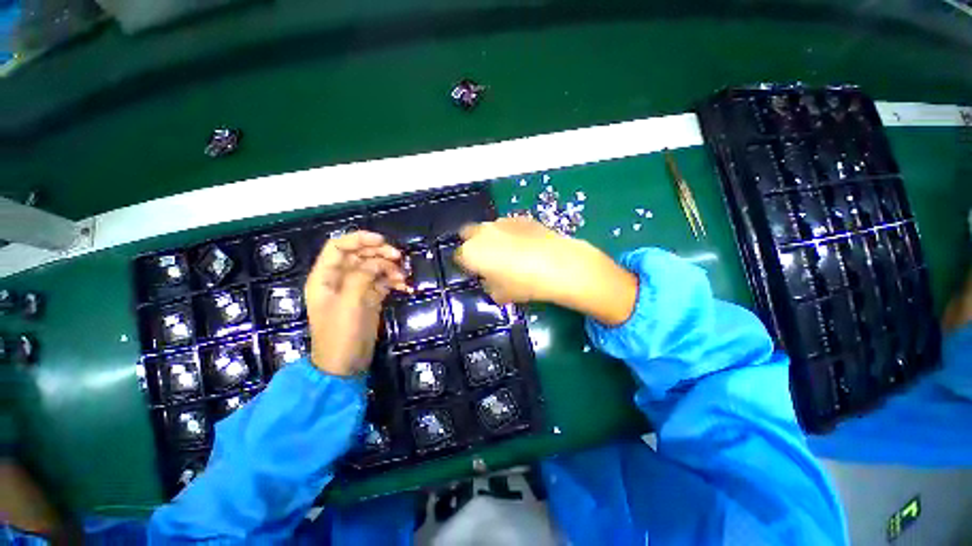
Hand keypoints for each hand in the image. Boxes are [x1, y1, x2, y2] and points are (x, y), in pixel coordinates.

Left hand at [304, 231, 407, 375]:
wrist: (346, 365)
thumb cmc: (340, 334)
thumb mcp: (349, 303)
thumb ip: (362, 276)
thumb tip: (379, 261)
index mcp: (325, 277)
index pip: (338, 247)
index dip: (358, 239)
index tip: (382, 240)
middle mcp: (340, 279)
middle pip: (360, 255)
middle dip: (379, 253)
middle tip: (399, 257)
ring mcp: (356, 289)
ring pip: (374, 267)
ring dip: (390, 268)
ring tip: (403, 277)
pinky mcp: (370, 298)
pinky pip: (383, 282)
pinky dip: (394, 281)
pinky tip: (405, 287)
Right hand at [454, 217, 637, 324]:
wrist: (558, 265)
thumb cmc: (524, 284)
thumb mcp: (501, 294)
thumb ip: (488, 285)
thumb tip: (489, 279)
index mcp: (471, 252)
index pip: (458, 256)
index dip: (466, 265)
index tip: (475, 272)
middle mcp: (482, 232)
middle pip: (468, 234)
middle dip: (473, 244)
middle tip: (487, 259)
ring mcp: (501, 222)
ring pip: (488, 228)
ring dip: (492, 237)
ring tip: (509, 252)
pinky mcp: (520, 217)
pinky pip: (507, 225)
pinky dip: (510, 233)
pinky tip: (525, 245)